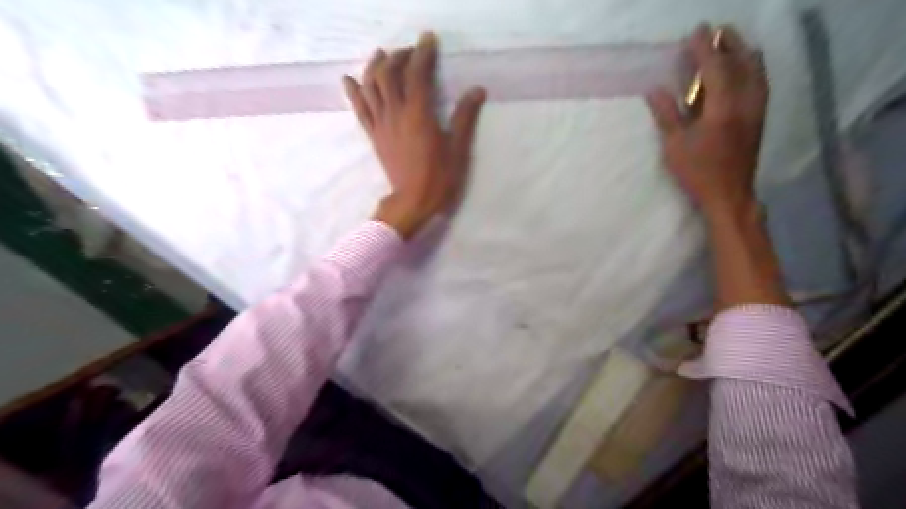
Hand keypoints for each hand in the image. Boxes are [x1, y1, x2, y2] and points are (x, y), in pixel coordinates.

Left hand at [342, 32, 483, 237]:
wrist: (413, 203)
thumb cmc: (439, 179)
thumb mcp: (458, 150)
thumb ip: (465, 118)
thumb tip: (477, 91)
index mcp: (419, 115)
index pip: (417, 73)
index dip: (423, 52)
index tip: (429, 39)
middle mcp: (396, 114)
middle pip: (389, 74)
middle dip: (399, 56)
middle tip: (410, 51)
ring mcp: (381, 125)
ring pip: (370, 87)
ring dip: (374, 66)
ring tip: (381, 55)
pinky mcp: (373, 136)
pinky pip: (359, 110)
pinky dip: (353, 92)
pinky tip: (349, 79)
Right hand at [648, 25, 765, 220]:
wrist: (729, 194)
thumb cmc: (698, 172)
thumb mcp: (675, 146)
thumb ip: (666, 115)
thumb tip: (654, 90)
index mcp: (723, 108)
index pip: (716, 67)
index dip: (705, 47)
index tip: (697, 31)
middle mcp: (746, 102)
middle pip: (743, 61)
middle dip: (730, 43)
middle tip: (717, 31)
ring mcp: (757, 109)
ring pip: (757, 70)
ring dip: (744, 52)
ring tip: (731, 44)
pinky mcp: (759, 117)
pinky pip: (760, 81)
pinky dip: (752, 67)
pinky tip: (745, 69)